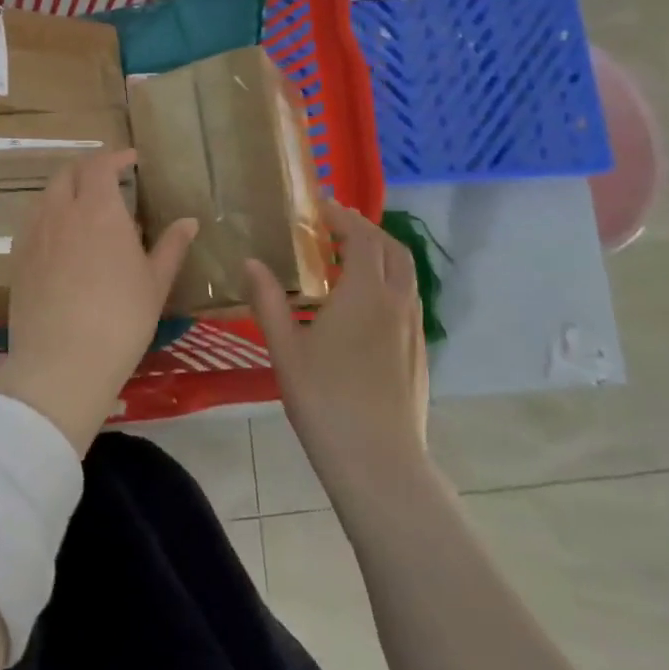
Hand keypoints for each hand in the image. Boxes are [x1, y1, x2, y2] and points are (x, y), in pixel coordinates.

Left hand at [0, 149, 197, 455]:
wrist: (62, 360)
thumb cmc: (120, 319)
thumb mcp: (155, 283)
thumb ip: (171, 246)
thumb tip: (189, 221)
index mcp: (98, 209)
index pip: (100, 164)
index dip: (115, 157)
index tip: (131, 160)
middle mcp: (61, 211)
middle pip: (68, 173)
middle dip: (88, 169)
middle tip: (108, 180)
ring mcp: (34, 232)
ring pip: (46, 194)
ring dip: (66, 189)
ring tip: (83, 206)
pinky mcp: (17, 256)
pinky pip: (32, 220)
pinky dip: (48, 214)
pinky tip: (60, 236)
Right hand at [245, 199, 428, 499]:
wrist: (379, 462)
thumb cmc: (325, 399)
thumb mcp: (285, 348)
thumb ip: (268, 300)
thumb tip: (250, 261)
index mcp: (365, 293)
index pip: (361, 237)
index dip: (342, 217)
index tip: (319, 207)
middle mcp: (397, 302)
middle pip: (391, 249)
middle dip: (365, 229)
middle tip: (334, 227)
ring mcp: (413, 329)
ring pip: (405, 275)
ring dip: (380, 255)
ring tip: (347, 260)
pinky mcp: (418, 353)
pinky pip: (407, 299)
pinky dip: (387, 282)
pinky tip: (363, 306)